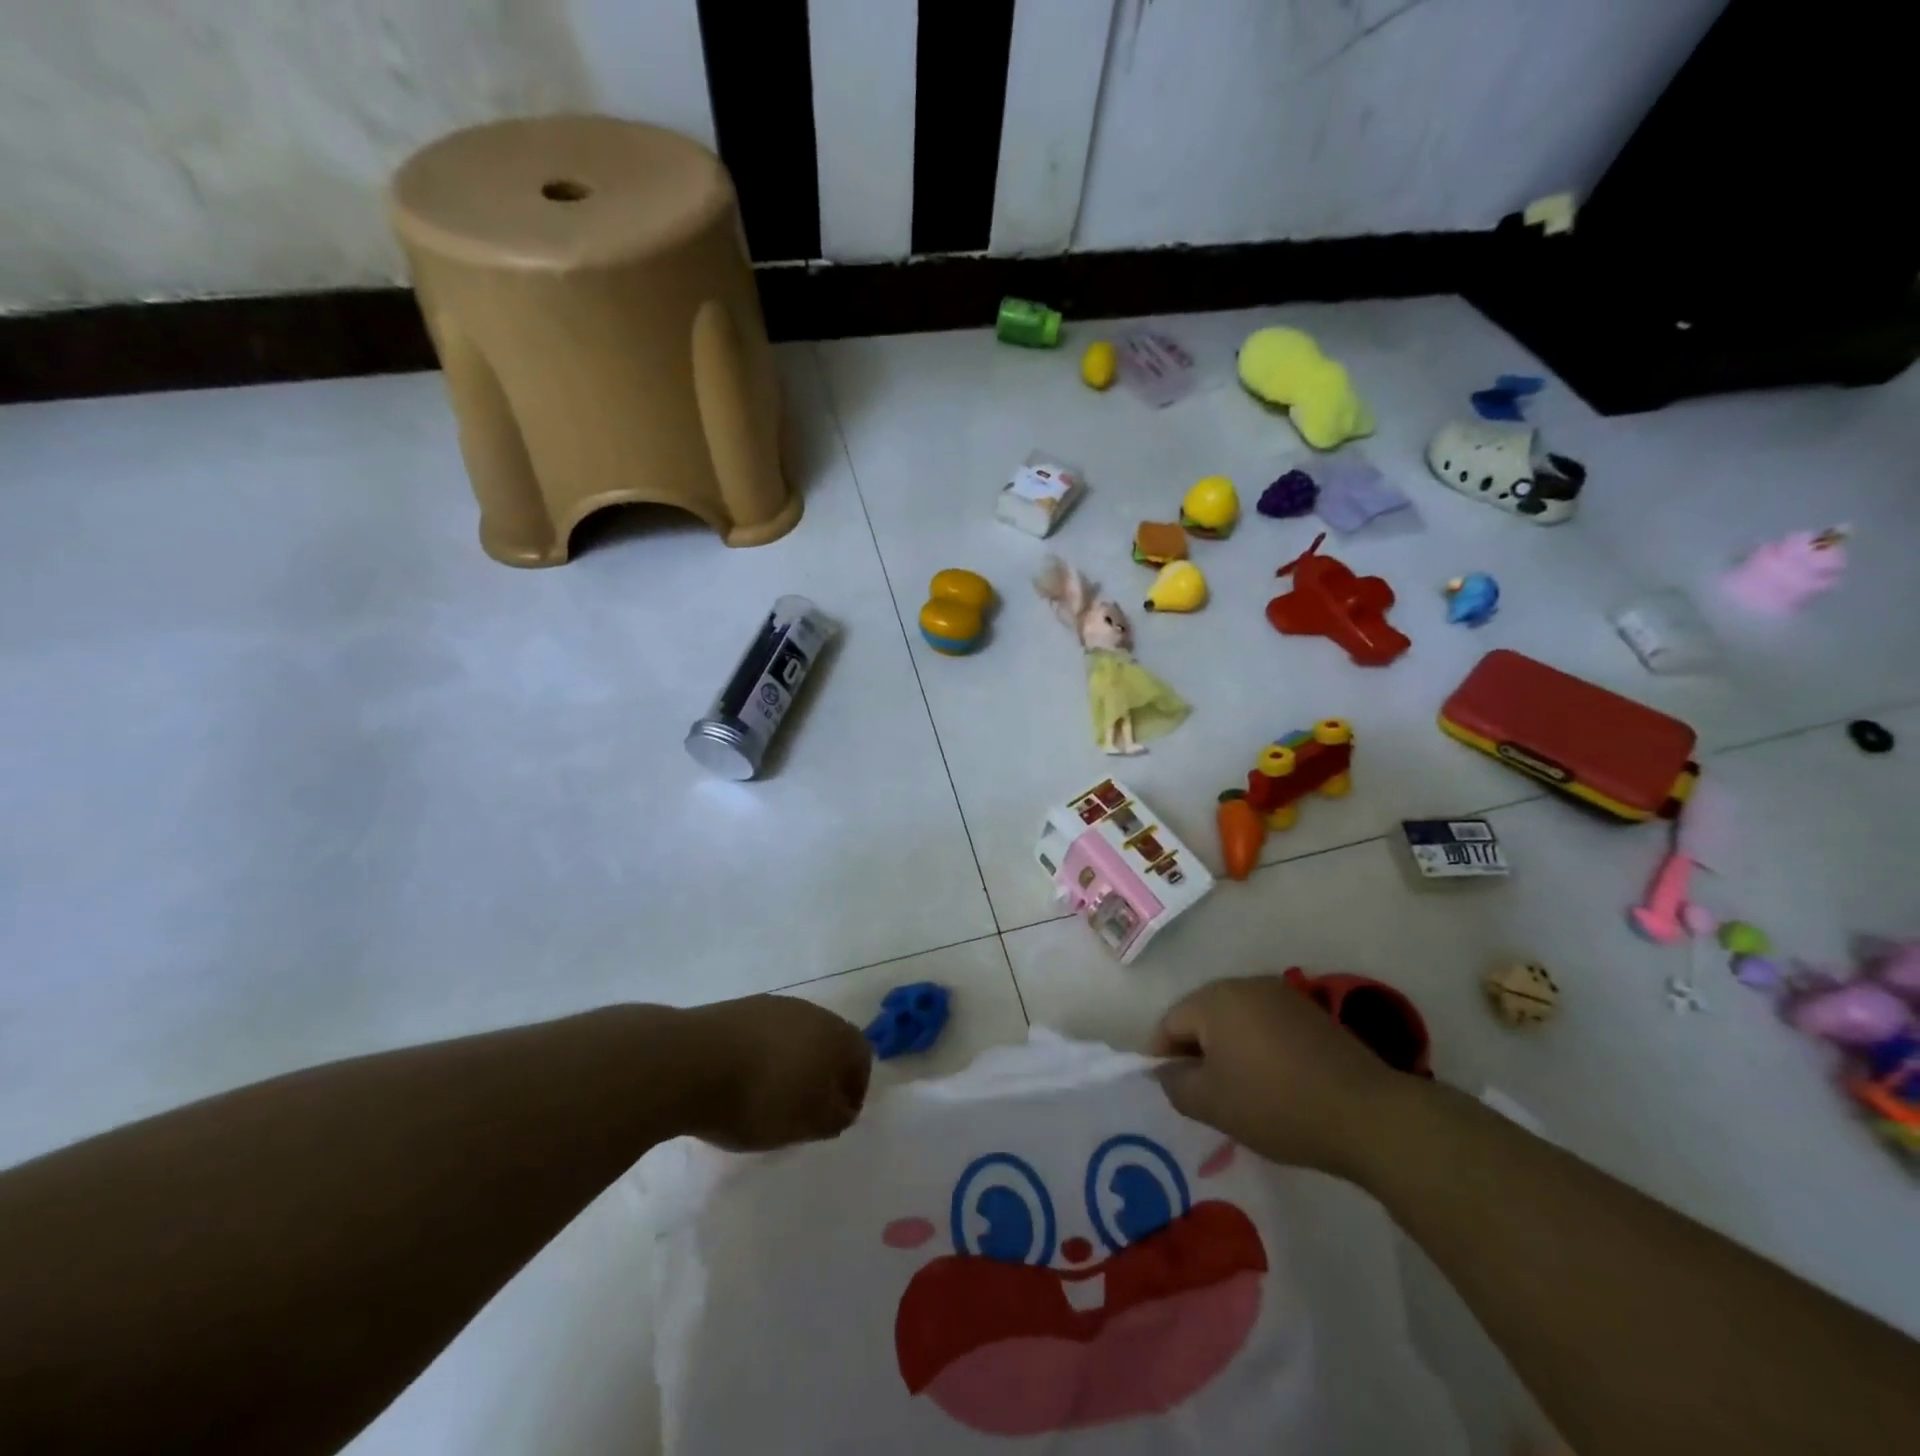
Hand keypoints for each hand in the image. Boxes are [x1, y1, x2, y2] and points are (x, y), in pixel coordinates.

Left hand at [682, 995, 871, 1151]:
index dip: (855, 1089)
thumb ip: (835, 1116)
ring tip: (768, 1098)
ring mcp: (771, 1006)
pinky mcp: (737, 1010)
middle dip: (822, 1074)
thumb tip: (842, 1107)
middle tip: (805, 1109)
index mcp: (835, 1034)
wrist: (690, 1062)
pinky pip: (762, 1036)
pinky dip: (760, 1058)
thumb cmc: (761, 1097)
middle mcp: (810, 1011)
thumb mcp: (808, 1122)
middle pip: (828, 1041)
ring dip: (790, 1064)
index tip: (836, 1118)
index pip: (861, 1056)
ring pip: (794, 1037)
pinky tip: (741, 1082)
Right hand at [1150, 974, 1405, 1175]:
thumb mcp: (1212, 1104)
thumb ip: (1175, 1084)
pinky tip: (1272, 1081)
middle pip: (1202, 1015)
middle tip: (1203, 1094)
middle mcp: (1244, 984)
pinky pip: (1266, 1025)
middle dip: (1196, 1051)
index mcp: (1214, 998)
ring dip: (1228, 1049)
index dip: (1162, 1057)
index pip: (1169, 1023)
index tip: (1173, 1091)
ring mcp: (1281, 995)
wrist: (1368, 1115)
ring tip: (1239, 1090)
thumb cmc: (1276, 1105)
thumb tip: (1166, 1071)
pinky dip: (1258, 1048)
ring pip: (1235, 1020)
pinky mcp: (1310, 1013)